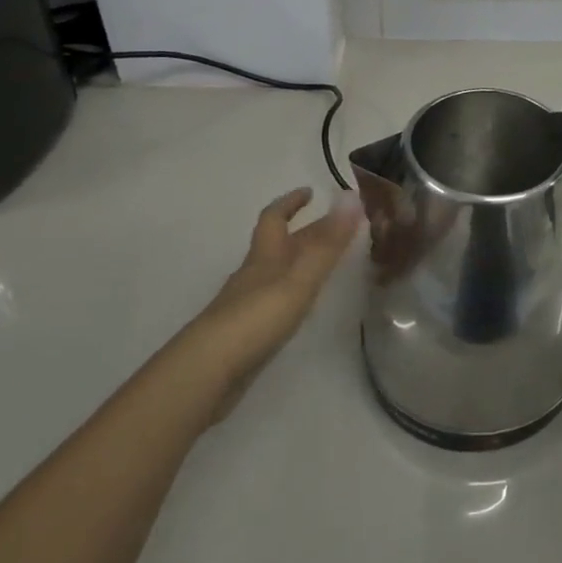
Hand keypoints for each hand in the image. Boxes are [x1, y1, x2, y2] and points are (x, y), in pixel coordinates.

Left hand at [186, 187, 362, 420]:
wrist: (210, 370)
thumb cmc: (258, 315)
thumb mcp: (300, 276)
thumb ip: (328, 241)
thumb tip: (352, 195)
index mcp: (265, 255)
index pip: (274, 217)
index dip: (290, 202)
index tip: (311, 191)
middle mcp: (255, 274)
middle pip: (280, 244)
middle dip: (305, 231)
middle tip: (337, 226)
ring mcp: (248, 304)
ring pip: (277, 272)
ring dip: (299, 261)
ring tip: (327, 262)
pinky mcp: (247, 332)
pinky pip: (275, 299)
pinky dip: (293, 291)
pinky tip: (303, 304)